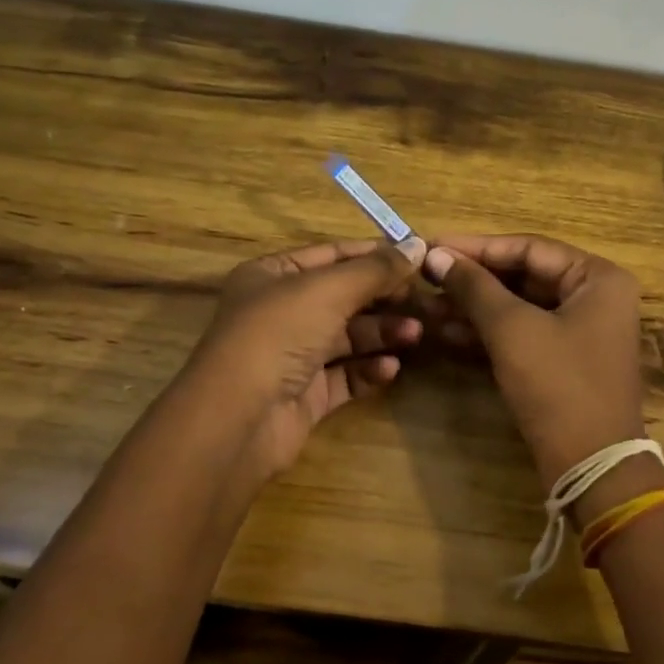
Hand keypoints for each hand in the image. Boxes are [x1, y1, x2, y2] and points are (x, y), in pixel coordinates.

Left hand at [175, 236, 426, 491]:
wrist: (239, 417)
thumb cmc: (278, 334)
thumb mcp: (329, 290)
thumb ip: (376, 269)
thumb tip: (418, 245)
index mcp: (273, 275)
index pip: (333, 255)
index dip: (375, 255)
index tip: (419, 258)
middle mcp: (281, 311)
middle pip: (344, 298)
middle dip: (384, 299)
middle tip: (424, 303)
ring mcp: (292, 355)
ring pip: (348, 338)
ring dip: (382, 334)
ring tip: (415, 335)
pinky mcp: (305, 394)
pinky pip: (345, 376)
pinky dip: (368, 370)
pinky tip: (390, 369)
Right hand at [424, 235, 663, 517]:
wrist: (591, 465)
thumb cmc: (558, 385)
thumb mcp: (512, 329)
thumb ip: (474, 287)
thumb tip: (435, 255)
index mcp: (597, 277)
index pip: (528, 247)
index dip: (476, 247)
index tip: (432, 246)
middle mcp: (594, 297)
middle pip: (523, 276)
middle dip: (473, 281)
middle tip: (425, 277)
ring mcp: (579, 331)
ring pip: (518, 307)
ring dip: (474, 307)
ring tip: (427, 306)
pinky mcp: (562, 361)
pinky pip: (521, 334)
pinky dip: (487, 333)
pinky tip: (446, 332)